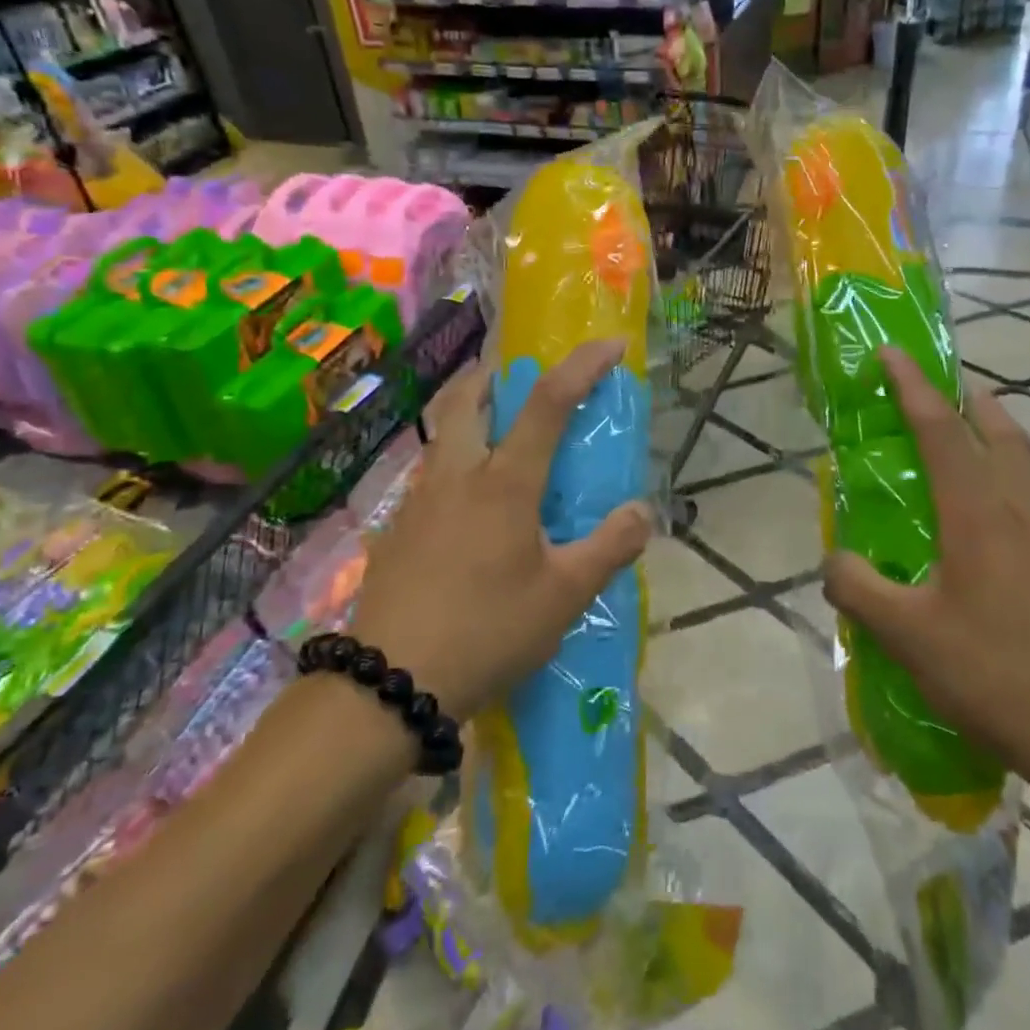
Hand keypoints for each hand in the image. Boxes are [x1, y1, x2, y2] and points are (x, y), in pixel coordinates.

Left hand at [351, 339, 653, 720]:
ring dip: (473, 414)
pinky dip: (456, 461)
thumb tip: (641, 512)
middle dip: (498, 372)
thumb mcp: (564, 597)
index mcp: (504, 483)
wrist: (388, 685)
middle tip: (523, 380)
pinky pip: (430, 472)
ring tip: (501, 441)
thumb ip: (609, 548)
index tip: (613, 345)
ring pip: (444, 432)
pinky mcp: (396, 529)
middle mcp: (458, 475)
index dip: (583, 365)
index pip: (547, 402)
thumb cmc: (487, 631)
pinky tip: (470, 507)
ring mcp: (419, 499)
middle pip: (470, 396)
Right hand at [822, 349, 1029, 779]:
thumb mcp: (906, 633)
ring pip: (1019, 464)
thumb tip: (833, 561)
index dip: (912, 385)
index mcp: (978, 512)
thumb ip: (858, 588)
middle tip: (938, 387)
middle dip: (968, 398)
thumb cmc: (995, 672)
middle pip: (1000, 432)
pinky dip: (996, 481)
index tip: (891, 352)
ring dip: (988, 436)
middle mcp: (1016, 511)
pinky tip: (970, 522)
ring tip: (954, 441)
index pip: (941, 429)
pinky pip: (1022, 500)